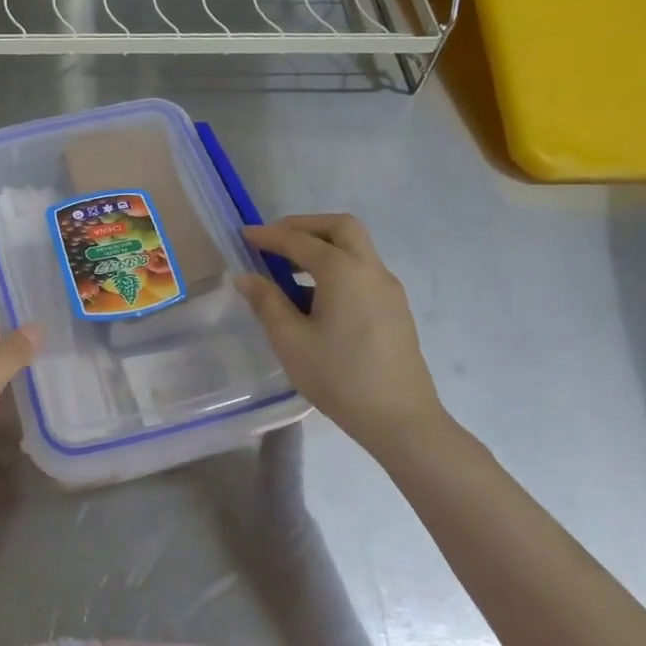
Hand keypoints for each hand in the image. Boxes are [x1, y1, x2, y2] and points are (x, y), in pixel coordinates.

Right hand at [236, 215, 445, 453]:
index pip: (300, 241)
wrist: (400, 419)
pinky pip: (362, 271)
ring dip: (322, 246)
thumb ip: (266, 302)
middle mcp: (370, 270)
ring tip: (289, 270)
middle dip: (304, 226)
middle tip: (275, 240)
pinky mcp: (394, 308)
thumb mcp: (291, 340)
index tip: (245, 236)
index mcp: (343, 272)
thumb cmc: (339, 377)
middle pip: (340, 228)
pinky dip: (336, 267)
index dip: (270, 236)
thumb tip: (245, 277)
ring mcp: (388, 289)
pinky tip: (315, 298)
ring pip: (355, 248)